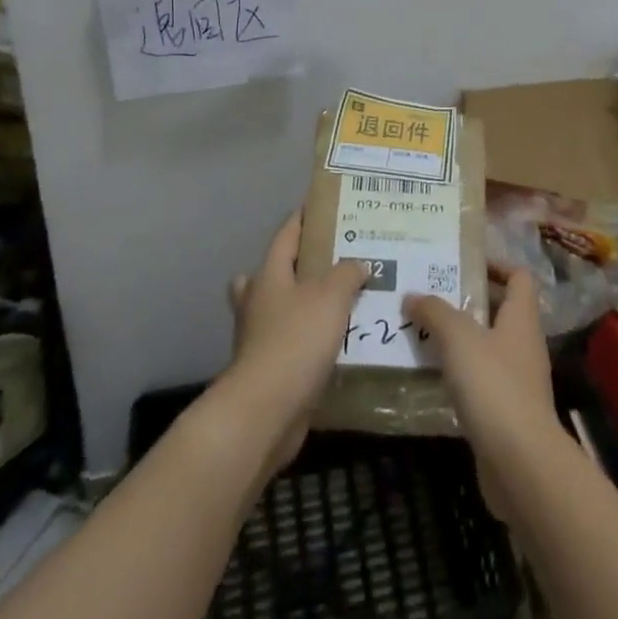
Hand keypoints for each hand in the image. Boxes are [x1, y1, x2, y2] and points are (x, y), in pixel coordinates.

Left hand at [224, 211, 366, 470]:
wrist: (266, 411)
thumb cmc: (296, 340)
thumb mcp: (331, 296)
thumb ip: (347, 273)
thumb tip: (358, 263)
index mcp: (269, 275)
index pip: (286, 235)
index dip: (302, 219)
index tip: (322, 207)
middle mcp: (259, 301)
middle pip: (275, 273)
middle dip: (298, 265)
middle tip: (333, 260)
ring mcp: (260, 337)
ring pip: (282, 309)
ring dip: (305, 305)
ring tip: (342, 302)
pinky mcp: (269, 369)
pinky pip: (292, 344)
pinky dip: (311, 340)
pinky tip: (339, 343)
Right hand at [405, 270, 553, 515]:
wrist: (520, 463)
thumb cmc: (493, 385)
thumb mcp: (458, 337)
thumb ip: (434, 311)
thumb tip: (412, 294)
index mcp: (521, 317)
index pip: (518, 276)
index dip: (495, 264)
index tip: (462, 263)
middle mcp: (524, 343)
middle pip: (499, 310)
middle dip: (466, 300)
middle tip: (429, 294)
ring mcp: (518, 380)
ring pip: (486, 346)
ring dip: (459, 339)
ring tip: (421, 331)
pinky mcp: (506, 412)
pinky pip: (480, 380)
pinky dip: (459, 374)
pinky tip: (430, 374)